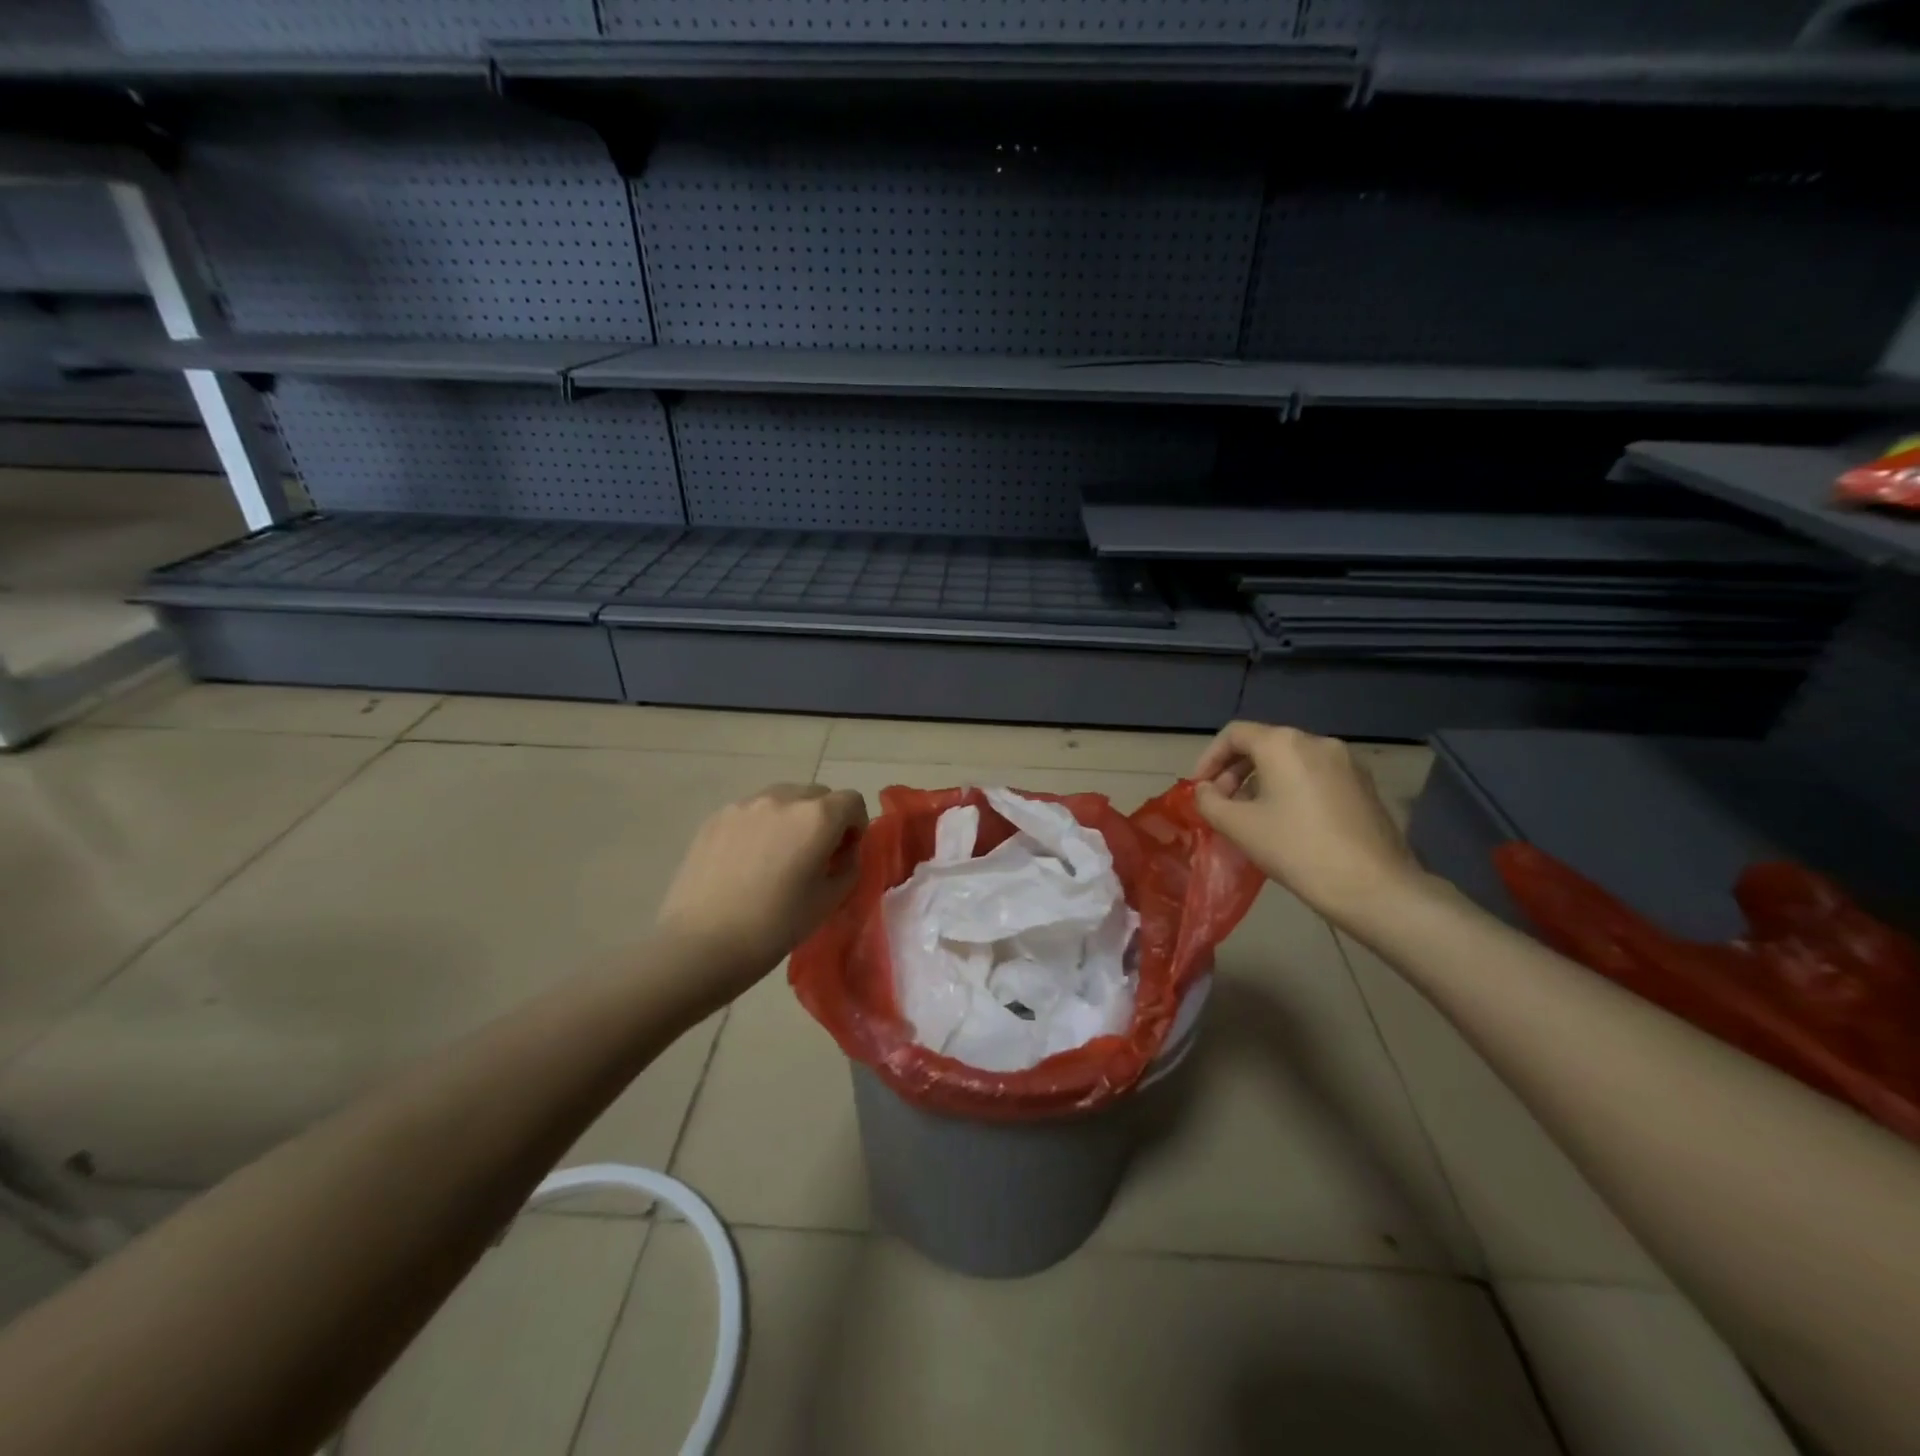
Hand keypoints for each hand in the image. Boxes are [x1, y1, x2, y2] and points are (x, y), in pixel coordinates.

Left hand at [654, 783, 868, 1004]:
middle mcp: (782, 799)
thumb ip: (848, 867)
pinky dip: (761, 826)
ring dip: (792, 818)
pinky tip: (747, 862)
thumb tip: (843, 852)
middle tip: (814, 856)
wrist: (701, 945)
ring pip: (783, 798)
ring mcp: (744, 805)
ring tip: (777, 856)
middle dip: (825, 819)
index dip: (856, 825)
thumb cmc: (774, 926)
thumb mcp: (828, 901)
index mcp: (817, 818)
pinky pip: (752, 811)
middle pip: (818, 795)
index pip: (852, 801)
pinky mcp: (716, 817)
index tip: (844, 854)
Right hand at [1193, 722, 1427, 925]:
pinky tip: (1287, 822)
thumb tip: (1205, 790)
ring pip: (1291, 760)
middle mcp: (1317, 742)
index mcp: (1284, 744)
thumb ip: (1209, 801)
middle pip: (1264, 744)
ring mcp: (1346, 762)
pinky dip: (1291, 788)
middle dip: (1235, 771)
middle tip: (1222, 803)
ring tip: (1251, 815)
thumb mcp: (1239, 826)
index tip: (1199, 788)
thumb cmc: (1296, 849)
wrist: (1372, 885)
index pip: (1234, 734)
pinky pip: (1315, 775)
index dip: (1209, 758)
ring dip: (1262, 781)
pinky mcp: (1364, 785)